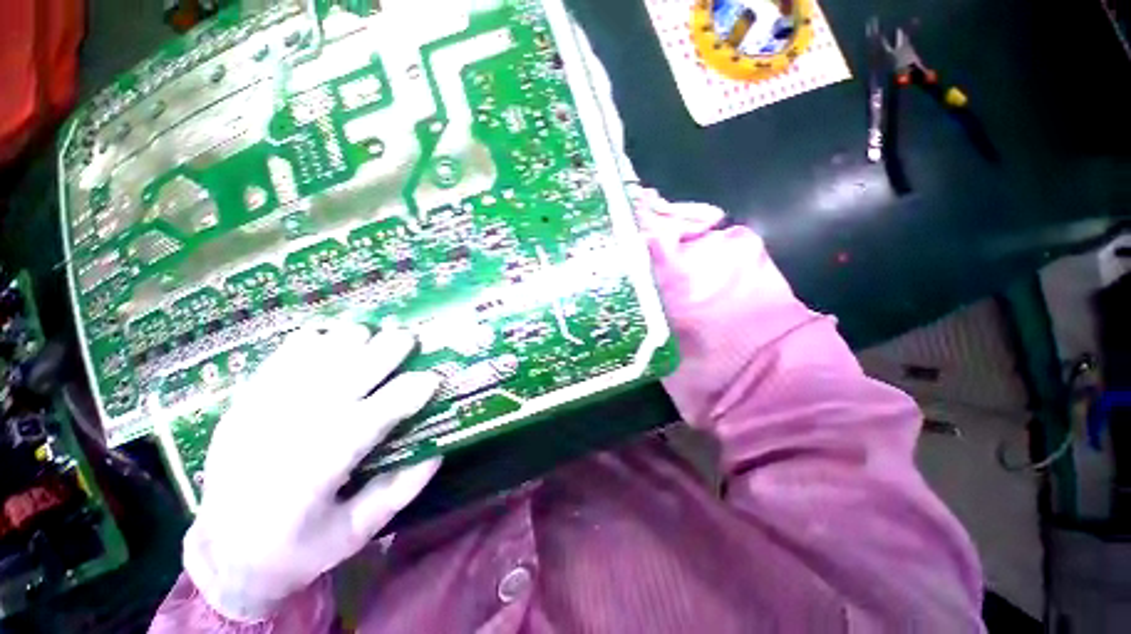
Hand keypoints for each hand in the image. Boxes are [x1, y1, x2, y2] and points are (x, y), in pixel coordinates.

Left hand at [182, 320, 441, 621]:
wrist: (223, 555)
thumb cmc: (297, 550)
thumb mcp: (356, 533)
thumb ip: (399, 491)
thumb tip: (438, 450)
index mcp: (313, 475)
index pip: (368, 421)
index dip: (405, 395)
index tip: (433, 378)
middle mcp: (283, 436)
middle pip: (340, 379)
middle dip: (381, 352)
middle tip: (410, 337)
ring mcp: (257, 415)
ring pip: (309, 361)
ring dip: (347, 341)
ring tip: (374, 332)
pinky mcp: (242, 405)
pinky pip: (278, 360)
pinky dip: (309, 341)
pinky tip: (331, 335)